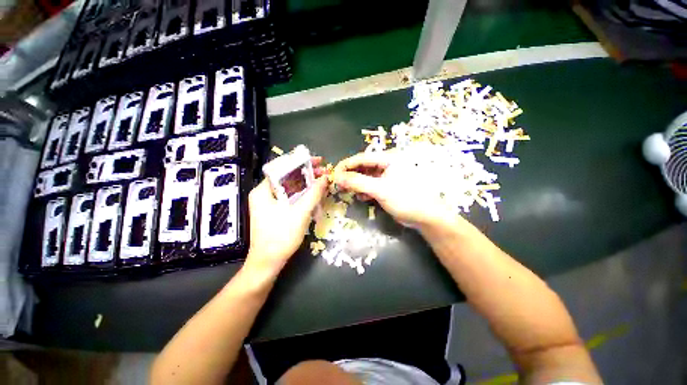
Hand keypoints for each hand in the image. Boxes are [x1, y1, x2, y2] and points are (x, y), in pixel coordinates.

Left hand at [245, 157, 328, 275]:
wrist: (268, 263)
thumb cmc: (281, 236)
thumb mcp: (300, 212)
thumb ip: (314, 193)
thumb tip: (325, 178)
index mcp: (263, 190)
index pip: (282, 168)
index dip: (301, 162)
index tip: (318, 161)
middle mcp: (264, 194)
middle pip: (287, 178)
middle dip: (306, 174)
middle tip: (323, 172)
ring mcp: (269, 204)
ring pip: (290, 188)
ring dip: (306, 185)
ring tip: (322, 182)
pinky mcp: (275, 212)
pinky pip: (290, 198)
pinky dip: (303, 195)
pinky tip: (314, 195)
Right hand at [333, 151, 456, 228]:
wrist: (425, 216)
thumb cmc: (405, 199)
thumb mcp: (380, 190)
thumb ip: (358, 182)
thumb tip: (337, 177)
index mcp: (388, 158)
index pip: (362, 158)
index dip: (346, 165)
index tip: (334, 174)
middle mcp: (387, 164)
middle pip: (363, 166)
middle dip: (350, 175)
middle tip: (338, 184)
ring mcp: (387, 176)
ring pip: (365, 176)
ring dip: (356, 183)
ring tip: (347, 191)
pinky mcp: (386, 186)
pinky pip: (370, 185)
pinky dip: (363, 190)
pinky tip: (361, 197)